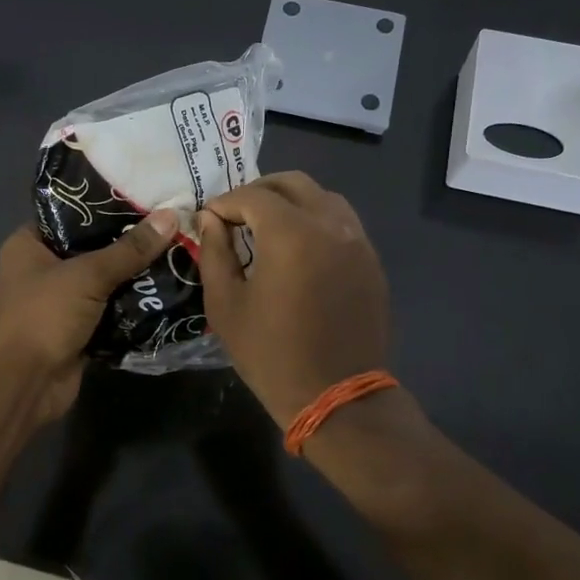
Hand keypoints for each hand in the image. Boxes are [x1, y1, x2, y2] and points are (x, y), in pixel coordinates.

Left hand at [0, 209, 178, 423]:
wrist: (23, 385)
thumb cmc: (43, 316)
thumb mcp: (87, 276)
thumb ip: (130, 249)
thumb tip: (172, 215)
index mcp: (29, 244)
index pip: (71, 212)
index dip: (106, 204)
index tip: (147, 196)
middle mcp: (42, 268)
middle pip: (92, 247)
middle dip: (129, 242)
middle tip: (171, 224)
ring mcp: (60, 302)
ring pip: (104, 281)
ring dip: (135, 276)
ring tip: (177, 252)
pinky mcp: (77, 330)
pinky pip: (110, 311)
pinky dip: (132, 306)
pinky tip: (167, 290)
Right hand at [196, 172, 390, 427]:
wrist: (336, 396)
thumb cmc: (271, 354)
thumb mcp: (226, 305)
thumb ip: (215, 252)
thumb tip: (211, 220)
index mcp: (291, 234)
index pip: (252, 196)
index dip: (224, 202)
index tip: (208, 219)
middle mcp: (330, 225)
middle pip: (292, 183)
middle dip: (258, 191)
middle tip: (236, 214)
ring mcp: (357, 240)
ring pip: (323, 197)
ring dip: (291, 202)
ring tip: (267, 226)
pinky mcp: (371, 260)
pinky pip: (342, 222)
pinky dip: (316, 220)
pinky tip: (299, 247)